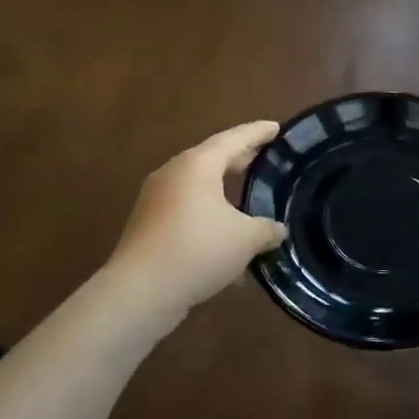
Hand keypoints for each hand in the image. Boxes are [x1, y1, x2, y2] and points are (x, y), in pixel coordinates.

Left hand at [109, 120, 288, 313]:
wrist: (140, 290)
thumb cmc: (198, 249)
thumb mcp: (245, 239)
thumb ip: (266, 229)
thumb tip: (277, 229)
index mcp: (198, 164)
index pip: (234, 139)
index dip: (258, 133)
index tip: (277, 127)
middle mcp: (174, 174)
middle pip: (214, 159)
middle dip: (241, 160)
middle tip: (267, 159)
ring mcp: (156, 200)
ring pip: (199, 188)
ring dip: (225, 193)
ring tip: (249, 198)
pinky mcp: (149, 226)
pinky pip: (188, 212)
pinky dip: (210, 218)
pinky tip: (228, 243)